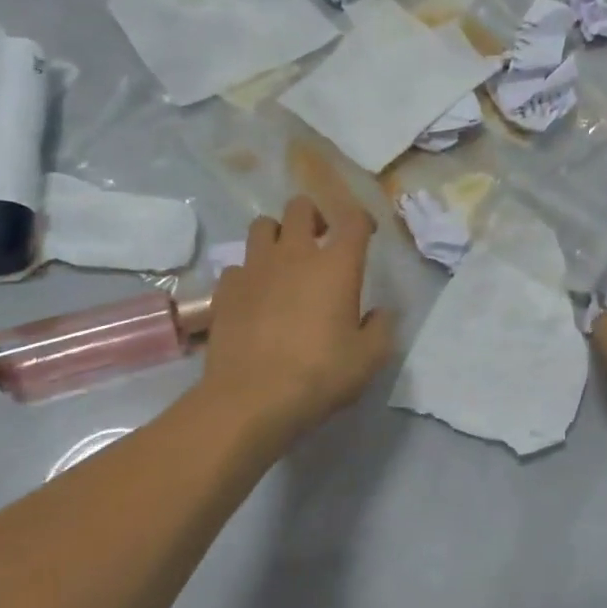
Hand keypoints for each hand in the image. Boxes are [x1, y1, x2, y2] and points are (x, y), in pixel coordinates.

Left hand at [196, 177, 395, 453]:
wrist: (251, 400)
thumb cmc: (319, 375)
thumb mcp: (369, 358)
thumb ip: (380, 328)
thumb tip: (378, 313)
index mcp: (336, 265)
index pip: (352, 219)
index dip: (362, 220)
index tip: (366, 234)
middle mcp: (294, 254)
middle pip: (300, 207)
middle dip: (314, 216)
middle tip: (321, 241)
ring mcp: (254, 268)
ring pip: (262, 226)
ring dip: (277, 235)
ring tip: (285, 261)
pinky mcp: (225, 290)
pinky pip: (238, 265)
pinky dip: (249, 273)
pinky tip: (256, 295)